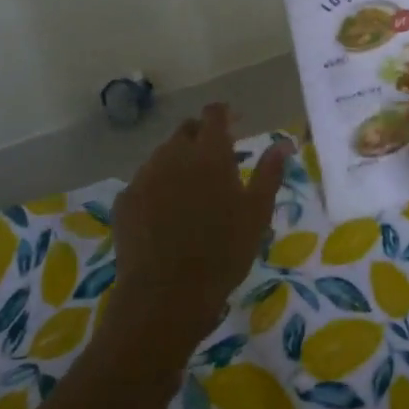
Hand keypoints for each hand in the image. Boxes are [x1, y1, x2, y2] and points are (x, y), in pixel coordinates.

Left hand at [111, 104, 289, 352]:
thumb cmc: (223, 251)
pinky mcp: (125, 200)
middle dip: (201, 136)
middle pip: (185, 131)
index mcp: (209, 153)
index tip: (236, 123)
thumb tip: (284, 143)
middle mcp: (173, 155)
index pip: (214, 115)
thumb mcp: (257, 213)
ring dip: (178, 160)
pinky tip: (166, 212)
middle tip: (217, 159)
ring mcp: (144, 176)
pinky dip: (158, 186)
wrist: (167, 293)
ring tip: (192, 188)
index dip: (224, 114)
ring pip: (163, 155)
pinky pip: (144, 182)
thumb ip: (270, 173)